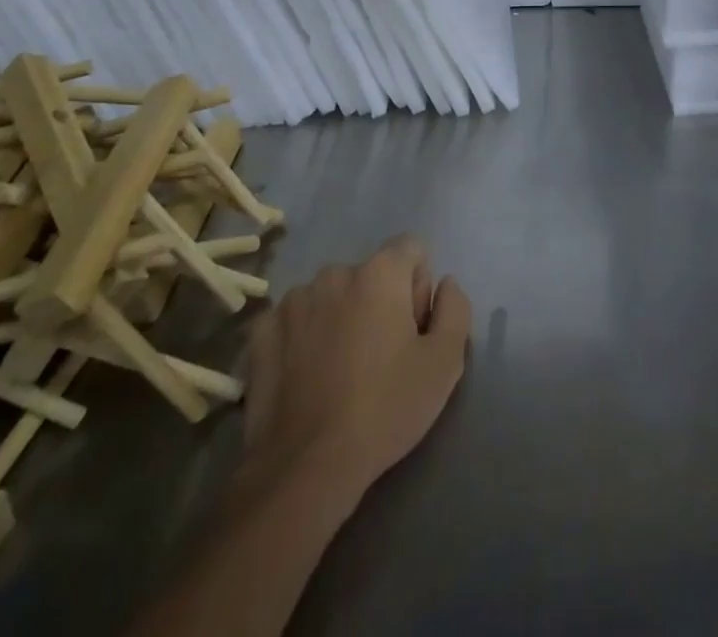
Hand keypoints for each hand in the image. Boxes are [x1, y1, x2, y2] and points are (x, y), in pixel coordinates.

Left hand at [241, 236, 471, 503]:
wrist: (305, 467)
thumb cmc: (385, 408)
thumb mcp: (445, 363)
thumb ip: (455, 309)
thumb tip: (445, 284)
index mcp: (380, 272)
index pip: (411, 249)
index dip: (419, 287)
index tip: (413, 331)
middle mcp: (335, 273)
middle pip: (370, 275)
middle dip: (380, 304)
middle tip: (380, 359)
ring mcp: (293, 300)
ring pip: (331, 297)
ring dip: (341, 318)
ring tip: (339, 373)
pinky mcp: (262, 331)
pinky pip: (295, 320)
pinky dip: (304, 338)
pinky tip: (307, 378)